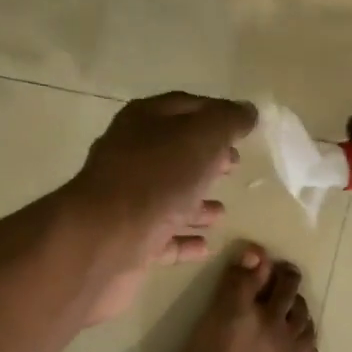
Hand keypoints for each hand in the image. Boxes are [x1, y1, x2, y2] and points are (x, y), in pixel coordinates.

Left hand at [69, 93, 256, 323]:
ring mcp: (126, 201)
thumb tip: (247, 111)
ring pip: (167, 196)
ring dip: (195, 202)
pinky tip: (206, 245)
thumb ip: (227, 122)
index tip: (244, 126)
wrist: (103, 241)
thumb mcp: (201, 138)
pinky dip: (184, 238)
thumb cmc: (156, 179)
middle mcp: (130, 156)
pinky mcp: (128, 240)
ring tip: (222, 211)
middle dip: (206, 157)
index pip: (185, 106)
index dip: (216, 112)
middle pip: (174, 151)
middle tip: (234, 166)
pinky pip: (162, 237)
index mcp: (144, 122)